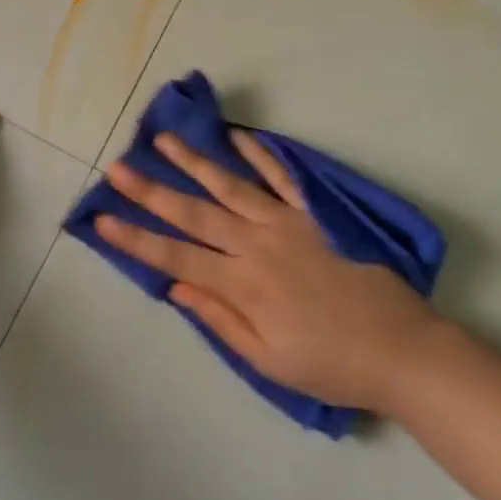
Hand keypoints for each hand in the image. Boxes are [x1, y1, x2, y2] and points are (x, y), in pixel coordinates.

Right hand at [96, 131, 438, 413]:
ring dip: (194, 162)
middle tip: (117, 168)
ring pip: (230, 186)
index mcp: (242, 284)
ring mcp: (286, 222)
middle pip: (193, 214)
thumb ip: (220, 319)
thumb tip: (176, 286)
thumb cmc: (330, 363)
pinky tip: (236, 135)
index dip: (135, 239)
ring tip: (164, 140)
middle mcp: (256, 244)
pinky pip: (282, 176)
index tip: (101, 219)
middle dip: (151, 192)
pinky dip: (258, 154)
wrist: (399, 348)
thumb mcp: (268, 361)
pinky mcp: (314, 211)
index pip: (175, 257)